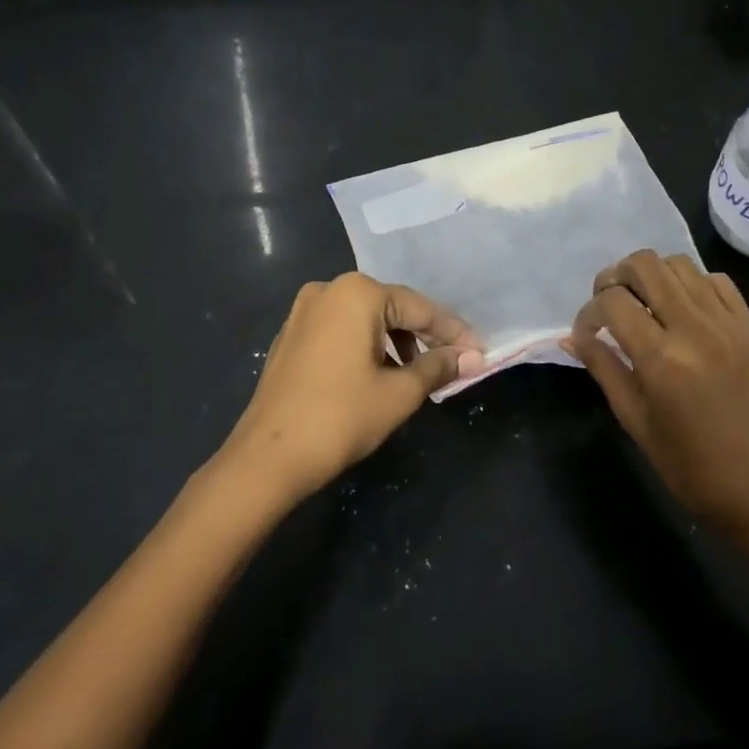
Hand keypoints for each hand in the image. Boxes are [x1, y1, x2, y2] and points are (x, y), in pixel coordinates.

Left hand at [220, 273, 483, 505]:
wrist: (268, 457)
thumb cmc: (341, 418)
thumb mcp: (400, 393)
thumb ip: (438, 367)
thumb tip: (473, 357)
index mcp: (357, 294)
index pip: (419, 308)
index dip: (452, 332)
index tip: (480, 352)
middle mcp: (328, 290)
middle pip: (391, 309)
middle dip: (424, 336)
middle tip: (453, 362)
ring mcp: (303, 312)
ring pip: (365, 320)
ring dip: (395, 343)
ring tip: (418, 374)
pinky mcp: (290, 336)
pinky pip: (341, 332)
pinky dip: (366, 347)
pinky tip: (380, 374)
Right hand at [566, 250, 748, 540]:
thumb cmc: (684, 461)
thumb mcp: (632, 417)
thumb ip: (602, 366)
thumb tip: (571, 336)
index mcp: (661, 359)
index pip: (613, 302)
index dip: (590, 311)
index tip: (587, 332)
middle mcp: (695, 329)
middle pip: (646, 266)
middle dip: (617, 276)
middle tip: (611, 302)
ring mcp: (728, 324)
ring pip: (680, 264)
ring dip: (653, 276)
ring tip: (645, 302)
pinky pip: (717, 281)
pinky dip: (692, 285)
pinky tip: (683, 309)